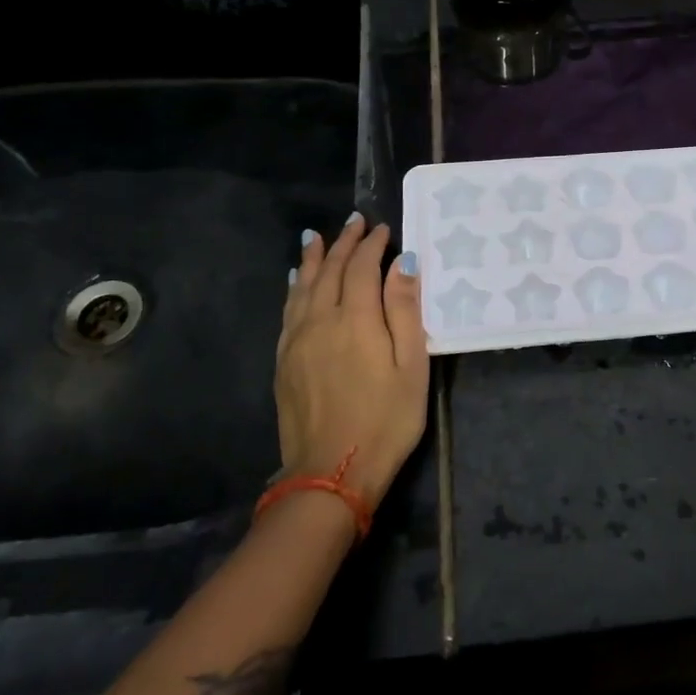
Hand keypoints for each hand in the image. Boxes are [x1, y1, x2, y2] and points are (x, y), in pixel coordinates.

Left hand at [276, 213, 428, 508]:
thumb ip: (405, 311)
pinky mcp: (284, 360)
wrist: (330, 472)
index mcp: (356, 319)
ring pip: (303, 286)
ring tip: (318, 237)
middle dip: (344, 243)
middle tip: (355, 222)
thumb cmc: (386, 420)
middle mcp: (321, 320)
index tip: (383, 229)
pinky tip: (296, 281)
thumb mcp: (411, 366)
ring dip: (314, 258)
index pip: (362, 267)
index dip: (373, 245)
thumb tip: (404, 263)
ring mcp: (297, 340)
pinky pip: (288, 310)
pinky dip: (295, 287)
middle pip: (330, 270)